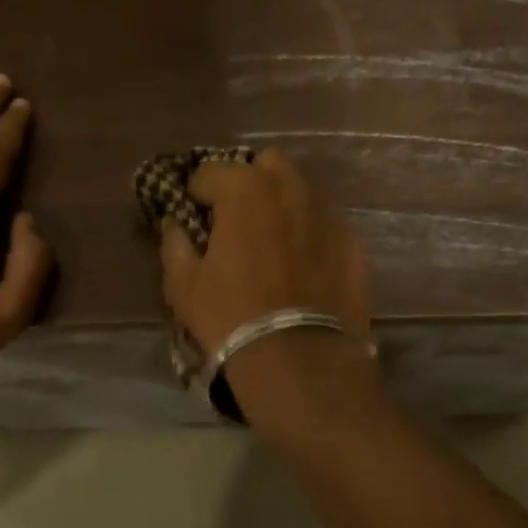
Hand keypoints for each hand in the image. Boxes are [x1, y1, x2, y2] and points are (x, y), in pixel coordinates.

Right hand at [158, 148, 371, 363]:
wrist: (301, 361)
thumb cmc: (231, 318)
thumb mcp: (184, 286)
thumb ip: (175, 243)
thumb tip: (175, 224)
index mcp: (245, 190)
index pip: (211, 171)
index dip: (197, 193)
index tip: (194, 215)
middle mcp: (290, 190)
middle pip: (267, 165)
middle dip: (249, 183)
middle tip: (237, 218)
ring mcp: (327, 215)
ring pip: (301, 192)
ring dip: (282, 205)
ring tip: (272, 241)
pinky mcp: (353, 243)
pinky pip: (325, 225)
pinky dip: (309, 234)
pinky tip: (303, 266)